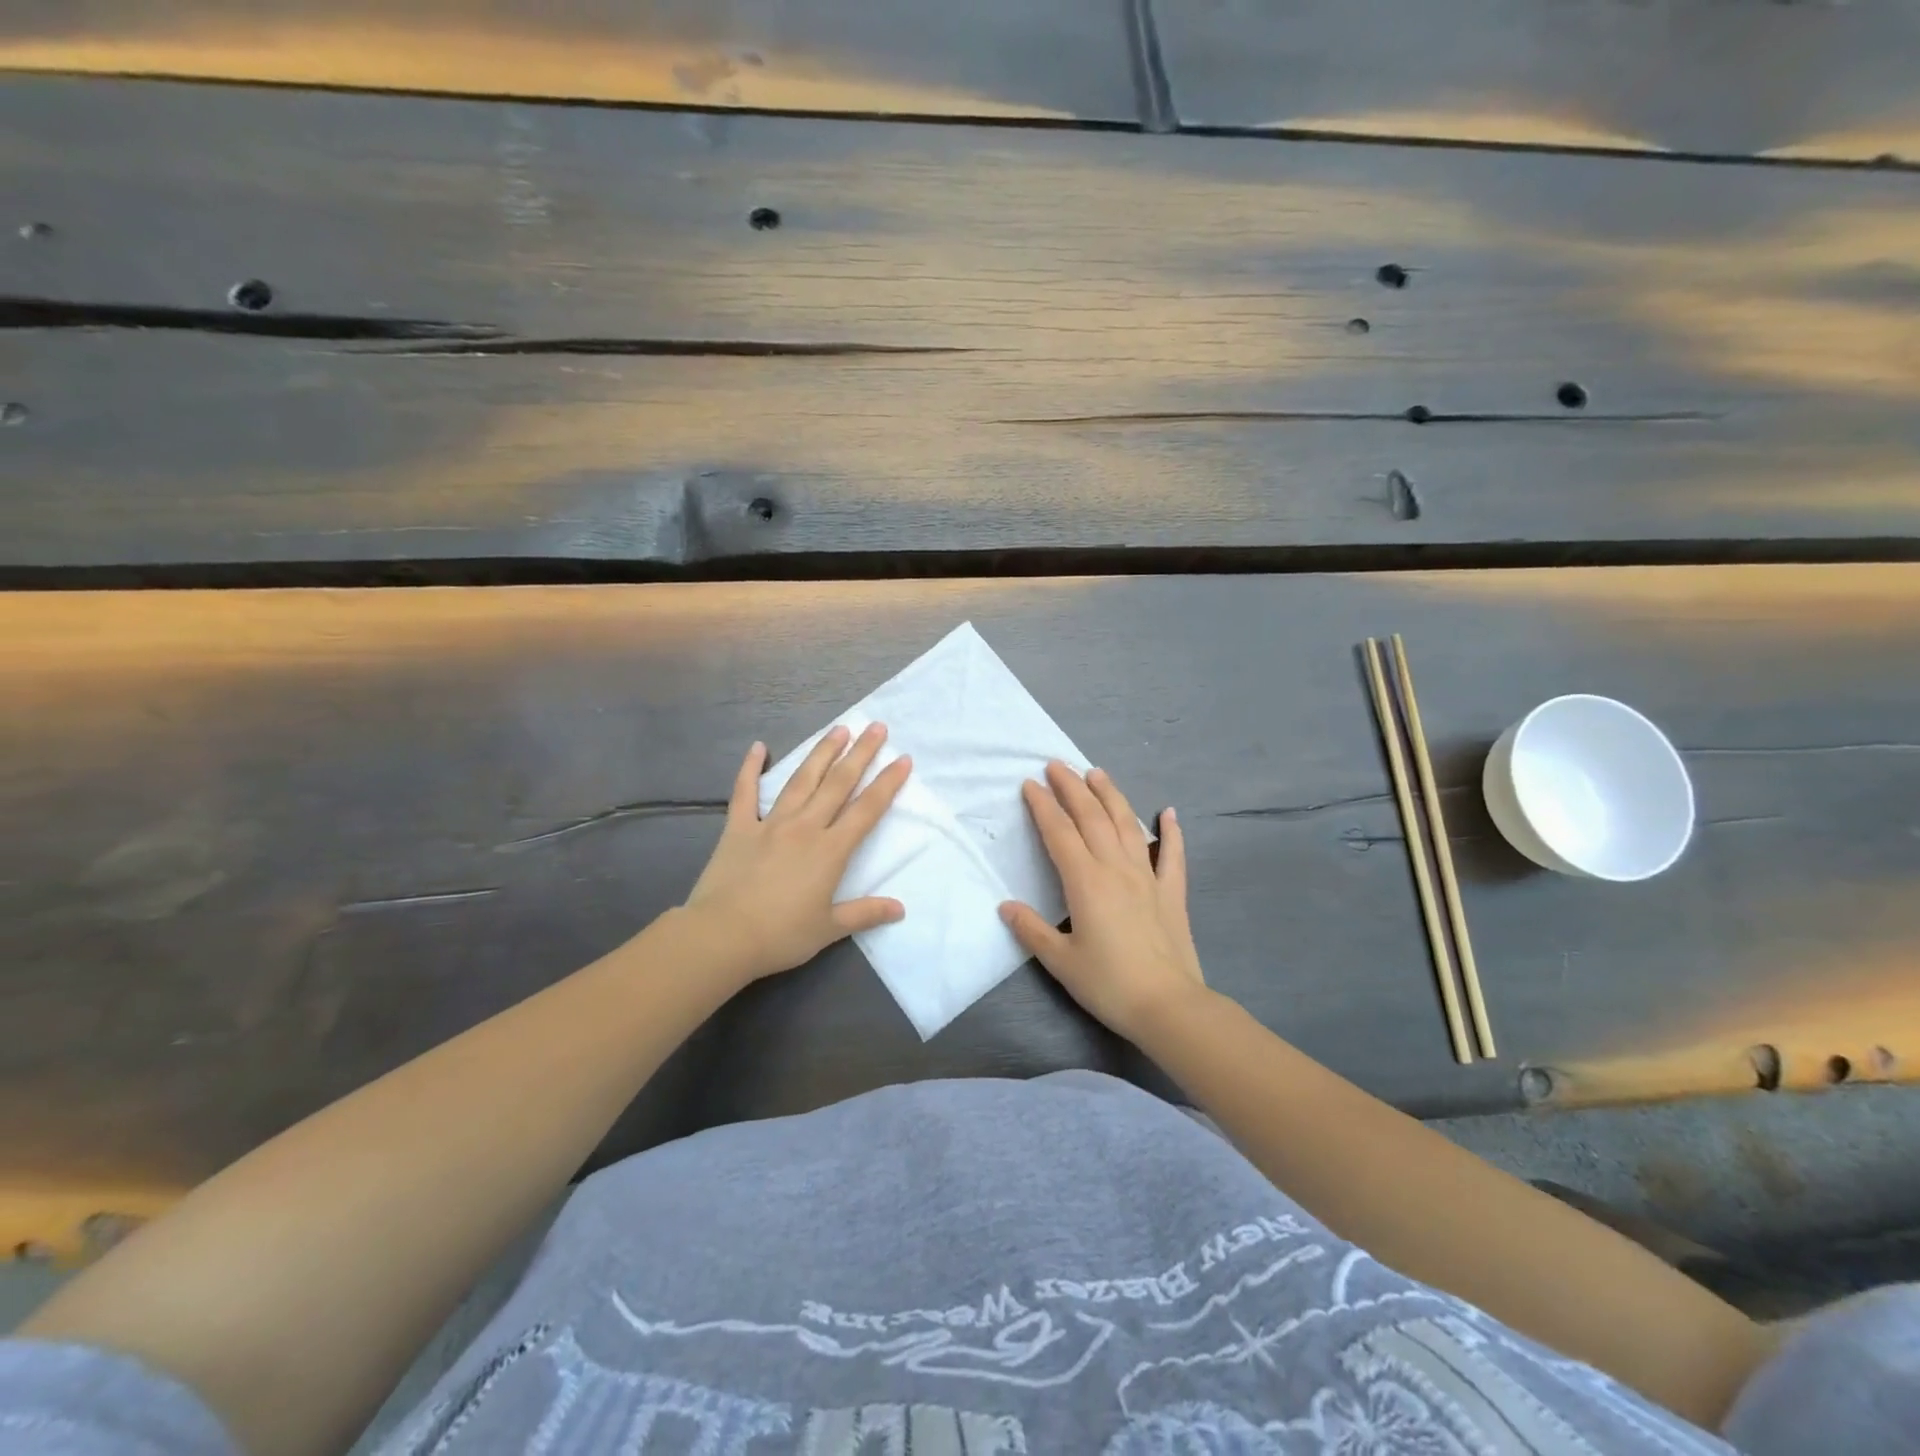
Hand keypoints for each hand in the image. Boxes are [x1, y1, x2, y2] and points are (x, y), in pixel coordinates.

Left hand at [683, 724, 910, 983]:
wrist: (722, 936)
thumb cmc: (781, 935)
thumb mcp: (829, 929)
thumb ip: (865, 913)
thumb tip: (900, 909)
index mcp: (830, 850)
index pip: (867, 810)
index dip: (887, 783)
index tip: (903, 759)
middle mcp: (805, 827)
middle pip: (838, 783)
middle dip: (860, 753)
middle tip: (876, 727)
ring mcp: (770, 823)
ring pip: (801, 780)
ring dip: (822, 753)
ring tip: (838, 729)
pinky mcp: (739, 827)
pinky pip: (745, 792)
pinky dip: (750, 768)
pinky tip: (758, 747)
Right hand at [1000, 762, 1205, 1042]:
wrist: (1167, 1005)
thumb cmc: (1108, 983)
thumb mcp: (1060, 961)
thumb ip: (1032, 930)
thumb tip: (1005, 905)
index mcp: (1085, 882)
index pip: (1059, 833)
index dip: (1043, 806)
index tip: (1030, 784)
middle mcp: (1116, 868)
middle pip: (1092, 818)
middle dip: (1072, 788)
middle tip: (1056, 765)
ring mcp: (1148, 877)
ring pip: (1128, 825)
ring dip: (1111, 796)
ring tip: (1097, 773)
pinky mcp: (1172, 893)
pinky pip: (1173, 855)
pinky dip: (1172, 831)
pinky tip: (1169, 812)